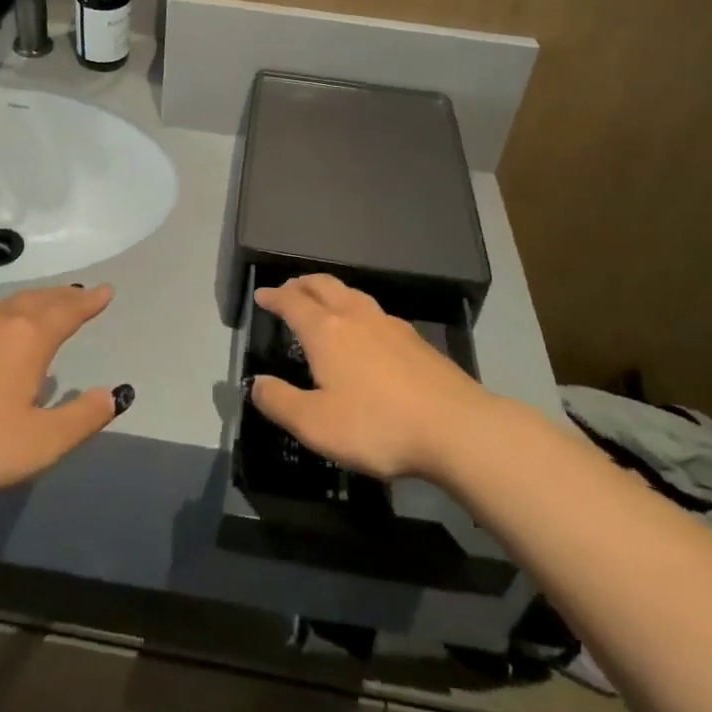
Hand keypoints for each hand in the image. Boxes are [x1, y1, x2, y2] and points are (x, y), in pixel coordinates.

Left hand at [0, 284, 132, 504]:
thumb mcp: (39, 444)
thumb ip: (81, 419)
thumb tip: (112, 395)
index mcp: (28, 339)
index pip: (68, 311)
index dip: (90, 302)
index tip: (106, 291)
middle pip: (38, 300)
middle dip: (63, 296)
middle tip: (80, 294)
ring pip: (7, 305)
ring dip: (33, 303)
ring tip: (44, 307)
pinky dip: (2, 318)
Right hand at [249, 273, 499, 480]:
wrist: (455, 427)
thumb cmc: (377, 425)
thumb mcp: (316, 424)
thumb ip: (280, 402)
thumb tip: (256, 383)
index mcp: (326, 331)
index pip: (292, 303)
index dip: (274, 297)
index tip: (261, 295)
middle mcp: (355, 317)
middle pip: (324, 286)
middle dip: (303, 284)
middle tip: (290, 289)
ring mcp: (389, 324)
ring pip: (353, 294)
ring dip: (332, 292)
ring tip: (325, 301)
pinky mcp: (415, 340)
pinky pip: (376, 312)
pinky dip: (358, 310)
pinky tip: (367, 330)